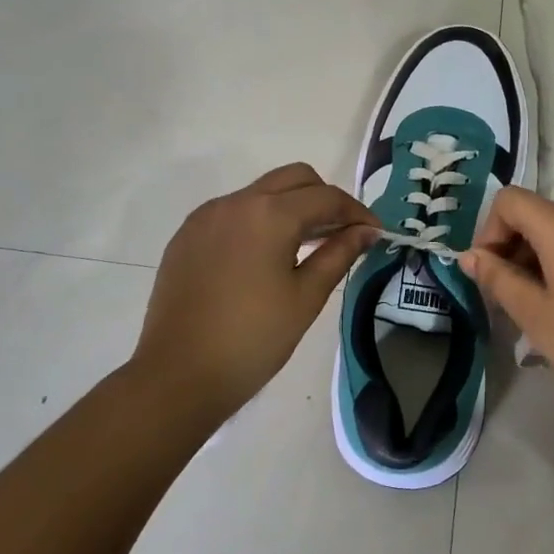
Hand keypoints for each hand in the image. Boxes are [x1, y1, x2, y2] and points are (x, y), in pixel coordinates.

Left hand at [135, 164, 380, 418]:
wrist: (178, 375)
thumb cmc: (253, 339)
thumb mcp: (306, 297)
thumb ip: (339, 254)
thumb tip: (366, 231)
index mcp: (269, 213)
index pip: (326, 197)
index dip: (356, 212)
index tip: (374, 233)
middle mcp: (236, 202)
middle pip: (293, 178)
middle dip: (323, 198)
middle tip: (340, 234)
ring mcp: (206, 216)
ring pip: (261, 191)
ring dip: (290, 207)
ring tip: (306, 247)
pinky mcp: (187, 235)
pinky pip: (233, 212)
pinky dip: (258, 221)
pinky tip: (264, 258)